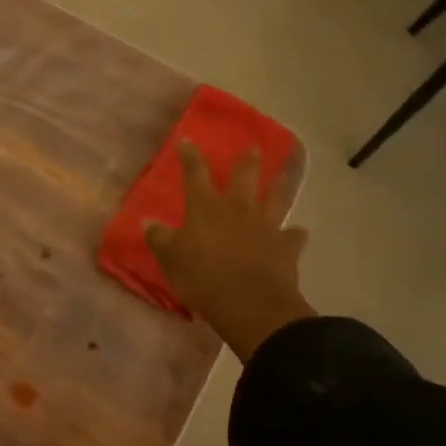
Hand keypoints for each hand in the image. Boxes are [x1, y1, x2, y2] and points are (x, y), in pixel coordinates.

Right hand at [144, 142, 309, 360]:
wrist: (250, 305)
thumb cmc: (203, 278)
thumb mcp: (170, 259)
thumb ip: (159, 238)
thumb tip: (147, 221)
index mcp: (205, 207)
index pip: (194, 173)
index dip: (189, 156)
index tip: (187, 140)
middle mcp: (237, 209)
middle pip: (243, 177)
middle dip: (246, 161)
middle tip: (253, 148)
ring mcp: (265, 226)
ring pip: (275, 198)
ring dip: (279, 185)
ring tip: (284, 175)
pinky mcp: (286, 248)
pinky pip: (293, 236)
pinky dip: (295, 234)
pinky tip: (297, 233)